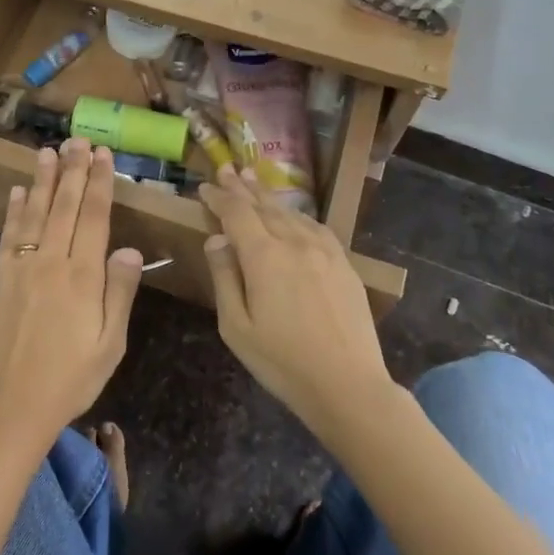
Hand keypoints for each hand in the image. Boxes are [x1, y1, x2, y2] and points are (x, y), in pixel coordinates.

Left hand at [0, 138, 143, 444]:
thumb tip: (129, 248)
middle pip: (65, 206)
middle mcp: (51, 261)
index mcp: (83, 276)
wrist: (9, 405)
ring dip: (42, 180)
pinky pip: (8, 235)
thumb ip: (120, 292)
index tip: (102, 155)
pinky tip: (16, 192)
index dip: (99, 183)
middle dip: (73, 170)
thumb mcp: (110, 344)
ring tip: (47, 151)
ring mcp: (20, 267)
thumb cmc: (69, 379)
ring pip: (34, 212)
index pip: (95, 217)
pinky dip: (13, 210)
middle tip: (77, 140)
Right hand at [199, 165, 391, 436]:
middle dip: (242, 187)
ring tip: (254, 180)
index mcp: (264, 256)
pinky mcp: (344, 264)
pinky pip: (316, 227)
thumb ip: (225, 277)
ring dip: (269, 195)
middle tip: (228, 168)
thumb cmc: (282, 362)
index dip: (219, 197)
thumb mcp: (236, 326)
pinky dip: (297, 215)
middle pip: (264, 206)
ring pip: (291, 213)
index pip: (236, 213)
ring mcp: (324, 251)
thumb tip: (217, 239)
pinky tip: (293, 215)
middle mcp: (294, 243)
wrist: (349, 386)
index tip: (205, 187)